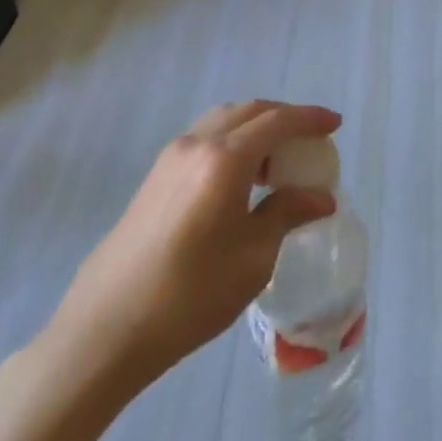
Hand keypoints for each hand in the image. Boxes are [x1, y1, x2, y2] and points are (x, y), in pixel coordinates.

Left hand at [37, 100, 340, 400]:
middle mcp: (196, 144)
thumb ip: (287, 214)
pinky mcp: (155, 176)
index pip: (277, 121)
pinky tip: (241, 177)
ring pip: (223, 121)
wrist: (105, 329)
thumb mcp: (253, 257)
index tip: (335, 124)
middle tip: (311, 139)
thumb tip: (321, 197)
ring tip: (278, 159)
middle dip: (284, 116)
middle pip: (249, 111)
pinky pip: (204, 138)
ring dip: (255, 127)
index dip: (310, 118)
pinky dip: (232, 141)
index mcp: (224, 159)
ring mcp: (170, 157)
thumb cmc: (190, 295)